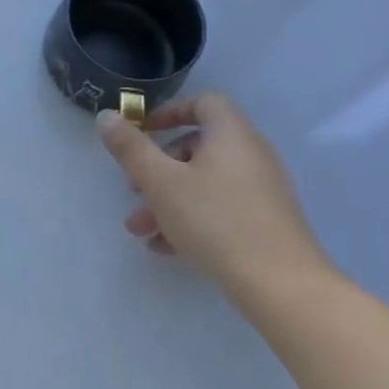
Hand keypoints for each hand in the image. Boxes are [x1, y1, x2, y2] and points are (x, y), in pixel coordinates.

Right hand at [96, 94, 332, 300]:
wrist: (282, 286)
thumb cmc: (215, 220)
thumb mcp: (160, 181)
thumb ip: (130, 147)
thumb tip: (106, 116)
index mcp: (231, 135)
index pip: (204, 103)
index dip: (170, 112)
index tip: (143, 133)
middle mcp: (251, 155)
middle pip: (198, 147)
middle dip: (158, 168)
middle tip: (133, 190)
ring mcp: (262, 191)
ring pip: (204, 183)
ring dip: (168, 200)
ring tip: (140, 229)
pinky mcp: (265, 222)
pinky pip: (221, 209)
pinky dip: (191, 219)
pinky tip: (165, 248)